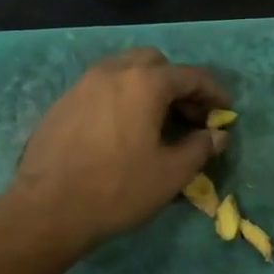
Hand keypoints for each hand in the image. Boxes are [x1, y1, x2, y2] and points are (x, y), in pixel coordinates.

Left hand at [10, 50, 230, 254]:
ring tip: (157, 122)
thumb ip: (200, 147)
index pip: (191, 76)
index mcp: (145, 83)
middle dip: (178, 83)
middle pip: (155, 63)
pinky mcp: (62, 103)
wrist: (47, 209)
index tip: (225, 111)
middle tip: (189, 115)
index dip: (214, 92)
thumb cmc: (118, 188)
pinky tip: (123, 131)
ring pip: (125, 71)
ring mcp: (83, 85)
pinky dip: (122, 99)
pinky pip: (102, 89)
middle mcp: (113, 72)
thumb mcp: (171, 173)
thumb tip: (218, 134)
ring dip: (147, 88)